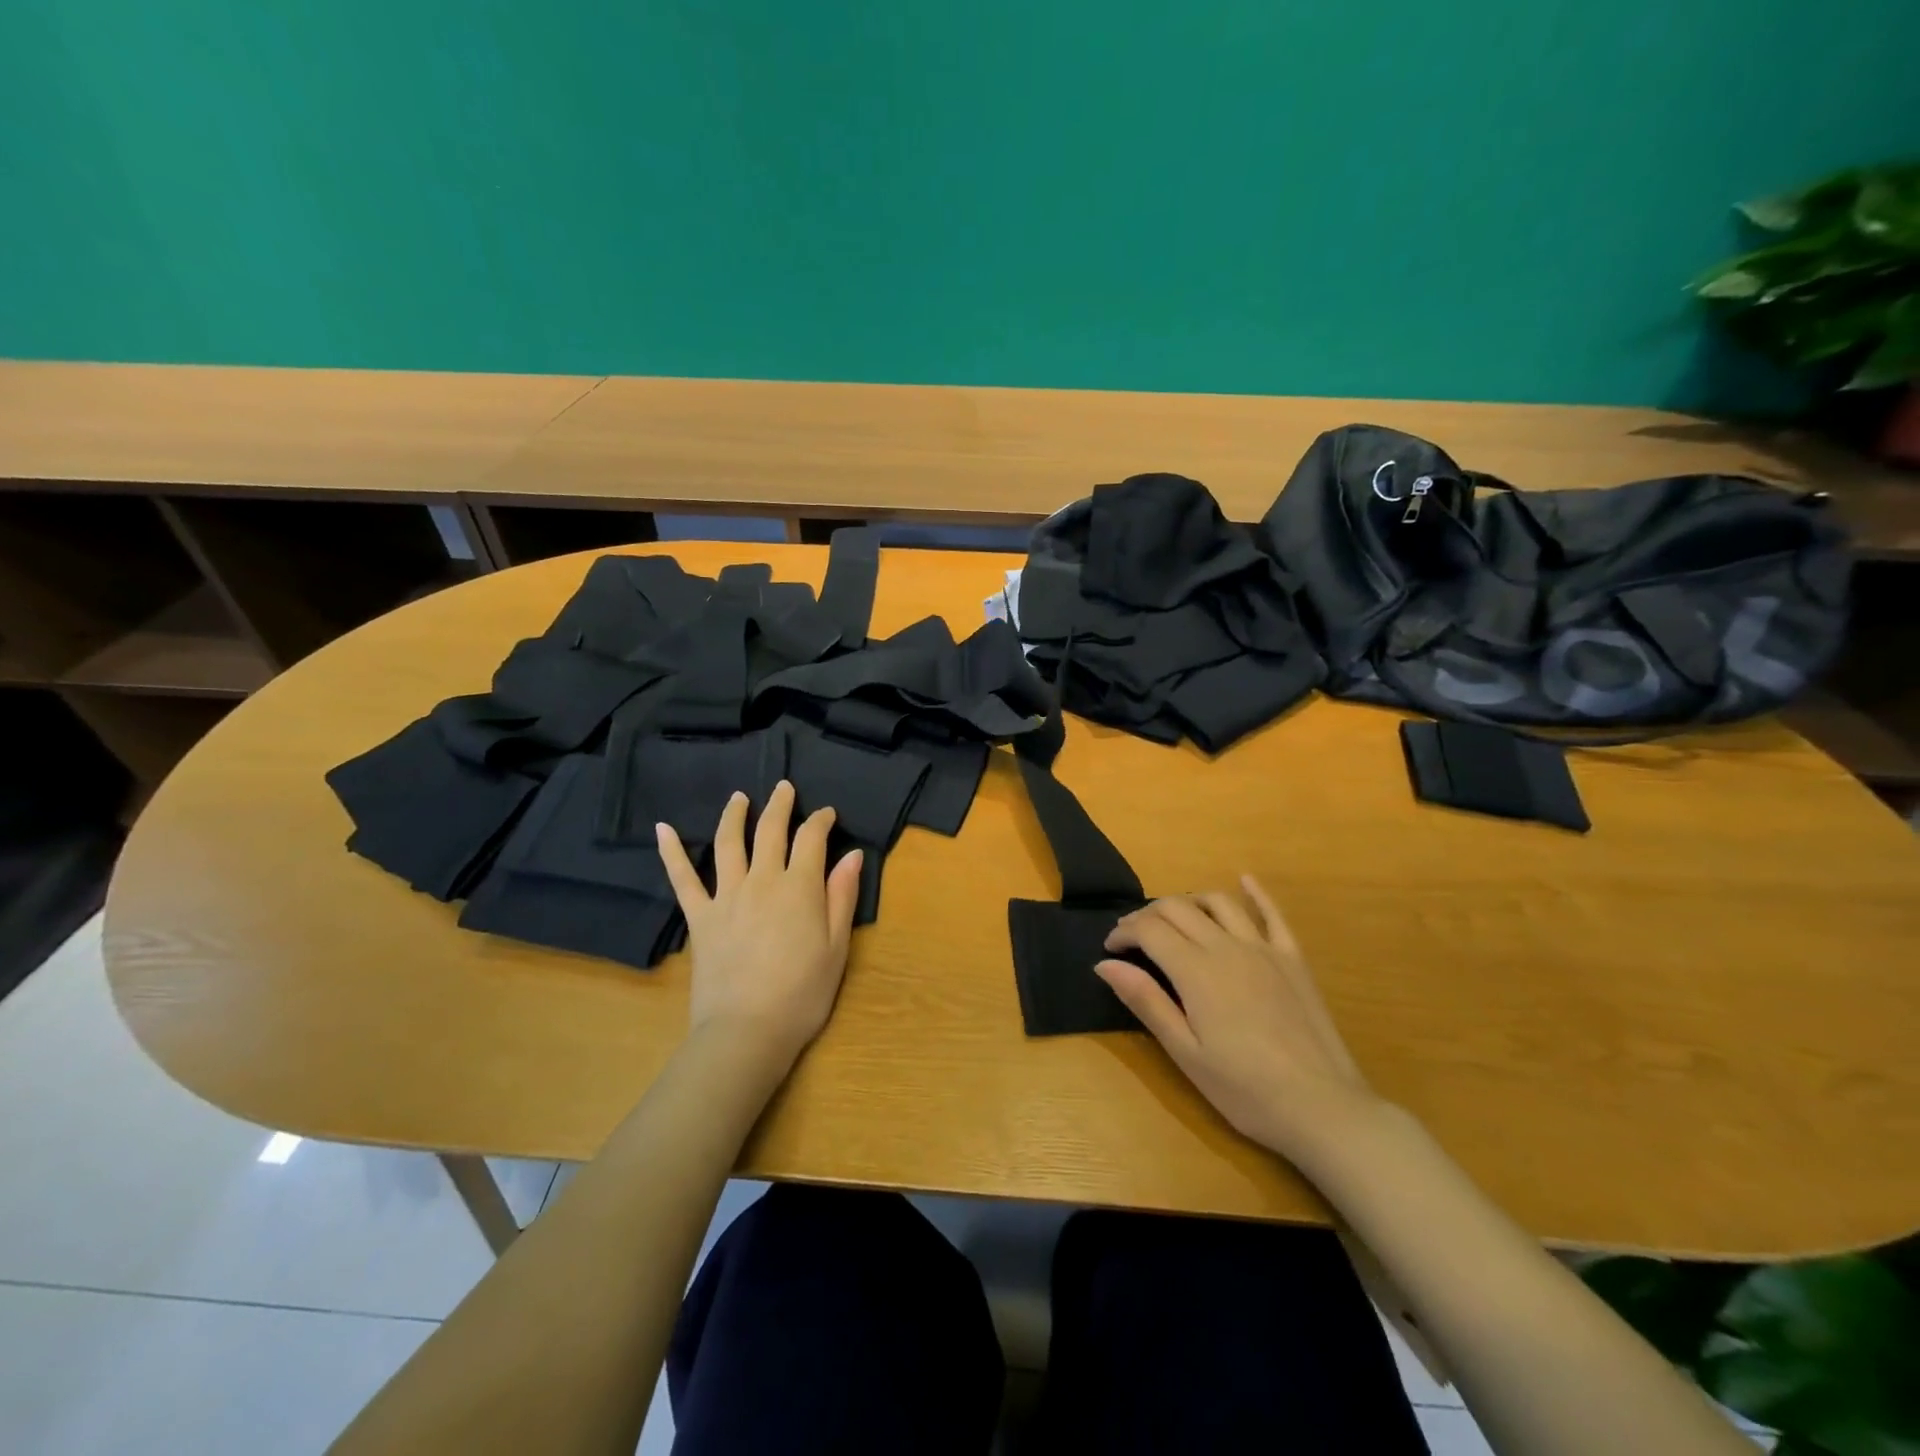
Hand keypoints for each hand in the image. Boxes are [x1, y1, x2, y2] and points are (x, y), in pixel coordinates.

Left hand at [655, 780, 863, 1067]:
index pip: (811, 839)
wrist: (746, 1032)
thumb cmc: (802, 994)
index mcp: (799, 887)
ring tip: (739, 797)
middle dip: (780, 805)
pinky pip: (683, 879)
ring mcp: (726, 896)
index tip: (827, 815)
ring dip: (734, 815)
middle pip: (770, 830)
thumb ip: (842, 896)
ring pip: (729, 843)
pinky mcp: (700, 918)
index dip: (821, 821)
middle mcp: (762, 880)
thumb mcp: (837, 947)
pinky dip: (672, 852)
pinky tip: (663, 829)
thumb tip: (852, 854)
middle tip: (784, 788)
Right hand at [1097, 876, 1384, 1163]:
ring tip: (1174, 918)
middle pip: (1178, 909)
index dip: (1124, 933)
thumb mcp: (1185, 1053)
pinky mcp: (1293, 959)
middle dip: (1147, 915)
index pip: (1149, 930)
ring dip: (1189, 901)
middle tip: (1132, 936)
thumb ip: (1145, 1001)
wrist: (1323, 1108)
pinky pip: (1272, 914)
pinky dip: (1256, 893)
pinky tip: (1244, 880)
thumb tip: (1104, 964)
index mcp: (1196, 971)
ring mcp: (1263, 948)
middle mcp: (1226, 946)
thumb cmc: (1245, 1089)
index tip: (1110, 949)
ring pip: (1219, 903)